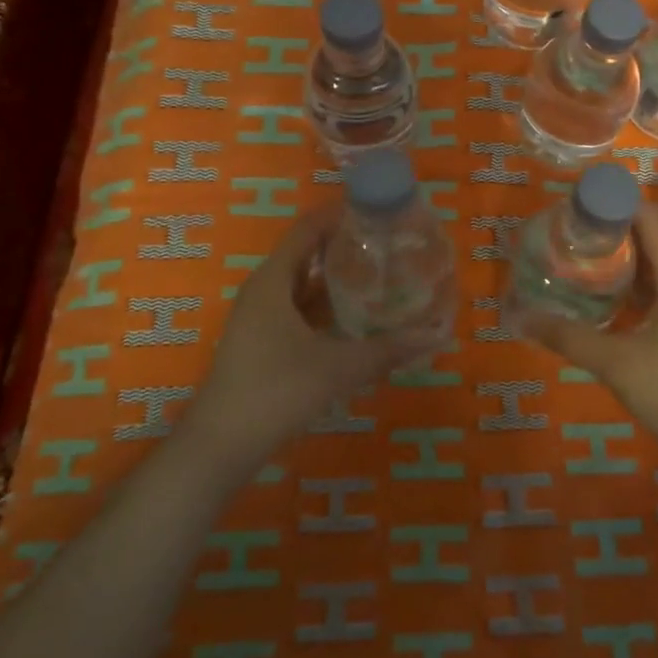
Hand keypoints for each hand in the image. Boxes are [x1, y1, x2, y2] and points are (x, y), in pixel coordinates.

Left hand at [186, 205, 449, 466]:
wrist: (220, 447)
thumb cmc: (275, 391)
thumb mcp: (337, 368)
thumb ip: (388, 350)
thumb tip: (437, 335)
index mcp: (273, 280)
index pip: (308, 228)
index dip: (340, 214)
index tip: (378, 210)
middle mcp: (264, 290)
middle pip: (306, 253)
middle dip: (345, 246)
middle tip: (389, 243)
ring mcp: (260, 318)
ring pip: (303, 285)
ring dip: (336, 278)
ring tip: (380, 274)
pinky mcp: (262, 342)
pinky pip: (298, 309)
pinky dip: (326, 306)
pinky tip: (356, 318)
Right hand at [522, 202, 657, 462]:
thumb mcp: (614, 363)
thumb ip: (567, 337)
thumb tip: (520, 317)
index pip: (650, 219)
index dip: (617, 203)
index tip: (578, 204)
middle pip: (650, 236)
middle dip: (611, 227)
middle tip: (568, 230)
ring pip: (651, 261)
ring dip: (619, 254)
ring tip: (578, 253)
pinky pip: (654, 284)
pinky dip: (627, 279)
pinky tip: (599, 291)